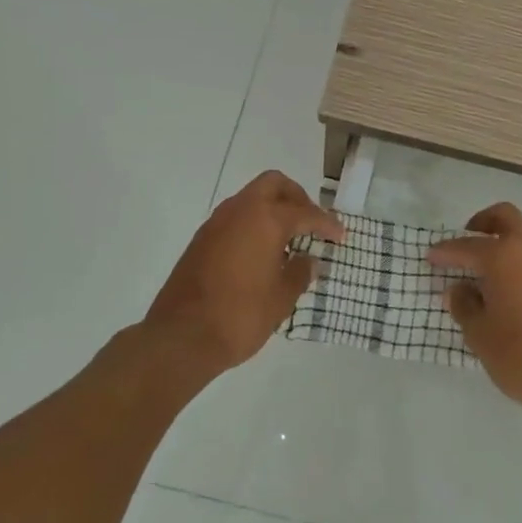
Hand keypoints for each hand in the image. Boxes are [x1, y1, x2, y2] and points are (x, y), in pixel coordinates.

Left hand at [146, 171, 344, 373]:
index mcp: (265, 219)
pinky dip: (252, 224)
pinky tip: (261, 253)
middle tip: (310, 223)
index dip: (326, 224)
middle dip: (296, 198)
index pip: (305, 213)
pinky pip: (234, 218)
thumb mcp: (281, 298)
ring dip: (272, 209)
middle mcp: (240, 211)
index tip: (340, 237)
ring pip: (251, 198)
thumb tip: (308, 261)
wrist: (181, 337)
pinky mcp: (201, 240)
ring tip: (288, 240)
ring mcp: (216, 223)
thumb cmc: (241, 315)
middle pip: (274, 185)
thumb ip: (299, 273)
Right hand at [427, 203, 521, 419]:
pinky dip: (520, 262)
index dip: (445, 251)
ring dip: (504, 243)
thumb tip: (458, 289)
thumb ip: (464, 305)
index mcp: (503, 256)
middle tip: (466, 241)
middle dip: (482, 223)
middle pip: (505, 217)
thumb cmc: (521, 355)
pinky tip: (510, 290)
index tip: (430, 257)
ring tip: (485, 272)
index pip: (466, 246)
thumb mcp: (480, 334)